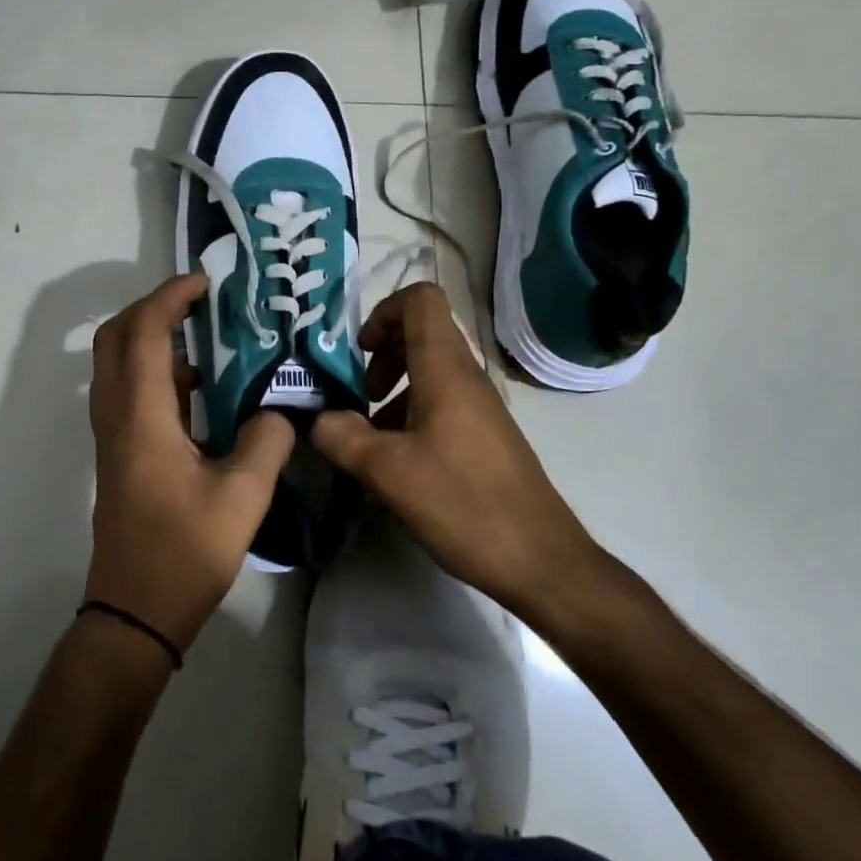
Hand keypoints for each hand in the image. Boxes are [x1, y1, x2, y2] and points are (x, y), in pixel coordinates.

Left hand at [86, 272, 295, 652]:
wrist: (136, 611)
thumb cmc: (185, 552)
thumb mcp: (243, 497)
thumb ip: (267, 440)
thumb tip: (278, 409)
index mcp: (141, 417)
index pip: (145, 333)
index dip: (170, 297)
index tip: (206, 283)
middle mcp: (117, 415)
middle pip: (116, 337)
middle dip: (152, 306)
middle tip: (198, 301)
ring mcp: (112, 434)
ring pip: (117, 362)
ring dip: (151, 336)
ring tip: (203, 333)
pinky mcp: (119, 452)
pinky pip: (127, 389)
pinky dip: (154, 369)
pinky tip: (198, 386)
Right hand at [310, 282, 600, 616]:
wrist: (540, 560)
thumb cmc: (463, 504)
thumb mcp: (387, 472)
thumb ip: (342, 437)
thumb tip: (320, 419)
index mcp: (445, 369)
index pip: (420, 299)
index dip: (382, 313)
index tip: (359, 354)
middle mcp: (465, 377)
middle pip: (420, 332)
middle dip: (380, 355)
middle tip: (359, 396)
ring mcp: (478, 406)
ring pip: (428, 370)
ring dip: (392, 389)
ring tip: (369, 436)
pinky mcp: (482, 434)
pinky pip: (439, 402)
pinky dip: (409, 415)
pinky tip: (395, 462)